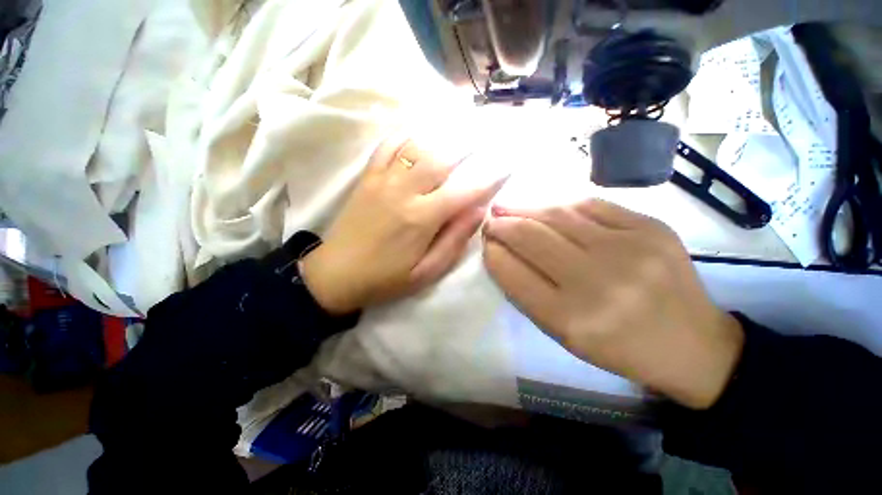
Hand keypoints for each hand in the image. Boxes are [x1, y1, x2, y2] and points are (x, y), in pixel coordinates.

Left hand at [301, 135, 507, 314]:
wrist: (336, 274)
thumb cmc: (386, 278)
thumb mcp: (426, 272)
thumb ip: (454, 240)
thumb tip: (479, 211)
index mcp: (422, 218)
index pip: (465, 191)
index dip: (490, 178)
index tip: (508, 166)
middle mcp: (404, 192)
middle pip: (442, 158)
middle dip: (469, 144)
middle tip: (487, 134)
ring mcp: (383, 180)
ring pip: (416, 146)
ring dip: (441, 135)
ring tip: (459, 126)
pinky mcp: (367, 178)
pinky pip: (387, 146)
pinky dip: (405, 135)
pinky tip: (417, 132)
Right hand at [482, 199, 743, 408]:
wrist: (693, 344)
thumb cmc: (618, 346)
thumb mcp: (563, 333)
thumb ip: (526, 291)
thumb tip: (499, 250)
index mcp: (571, 320)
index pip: (512, 273)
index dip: (492, 252)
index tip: (485, 242)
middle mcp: (597, 282)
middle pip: (530, 237)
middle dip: (502, 224)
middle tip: (491, 220)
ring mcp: (628, 249)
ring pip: (556, 214)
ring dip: (524, 209)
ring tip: (509, 208)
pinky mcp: (651, 227)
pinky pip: (590, 205)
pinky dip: (561, 206)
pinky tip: (549, 210)